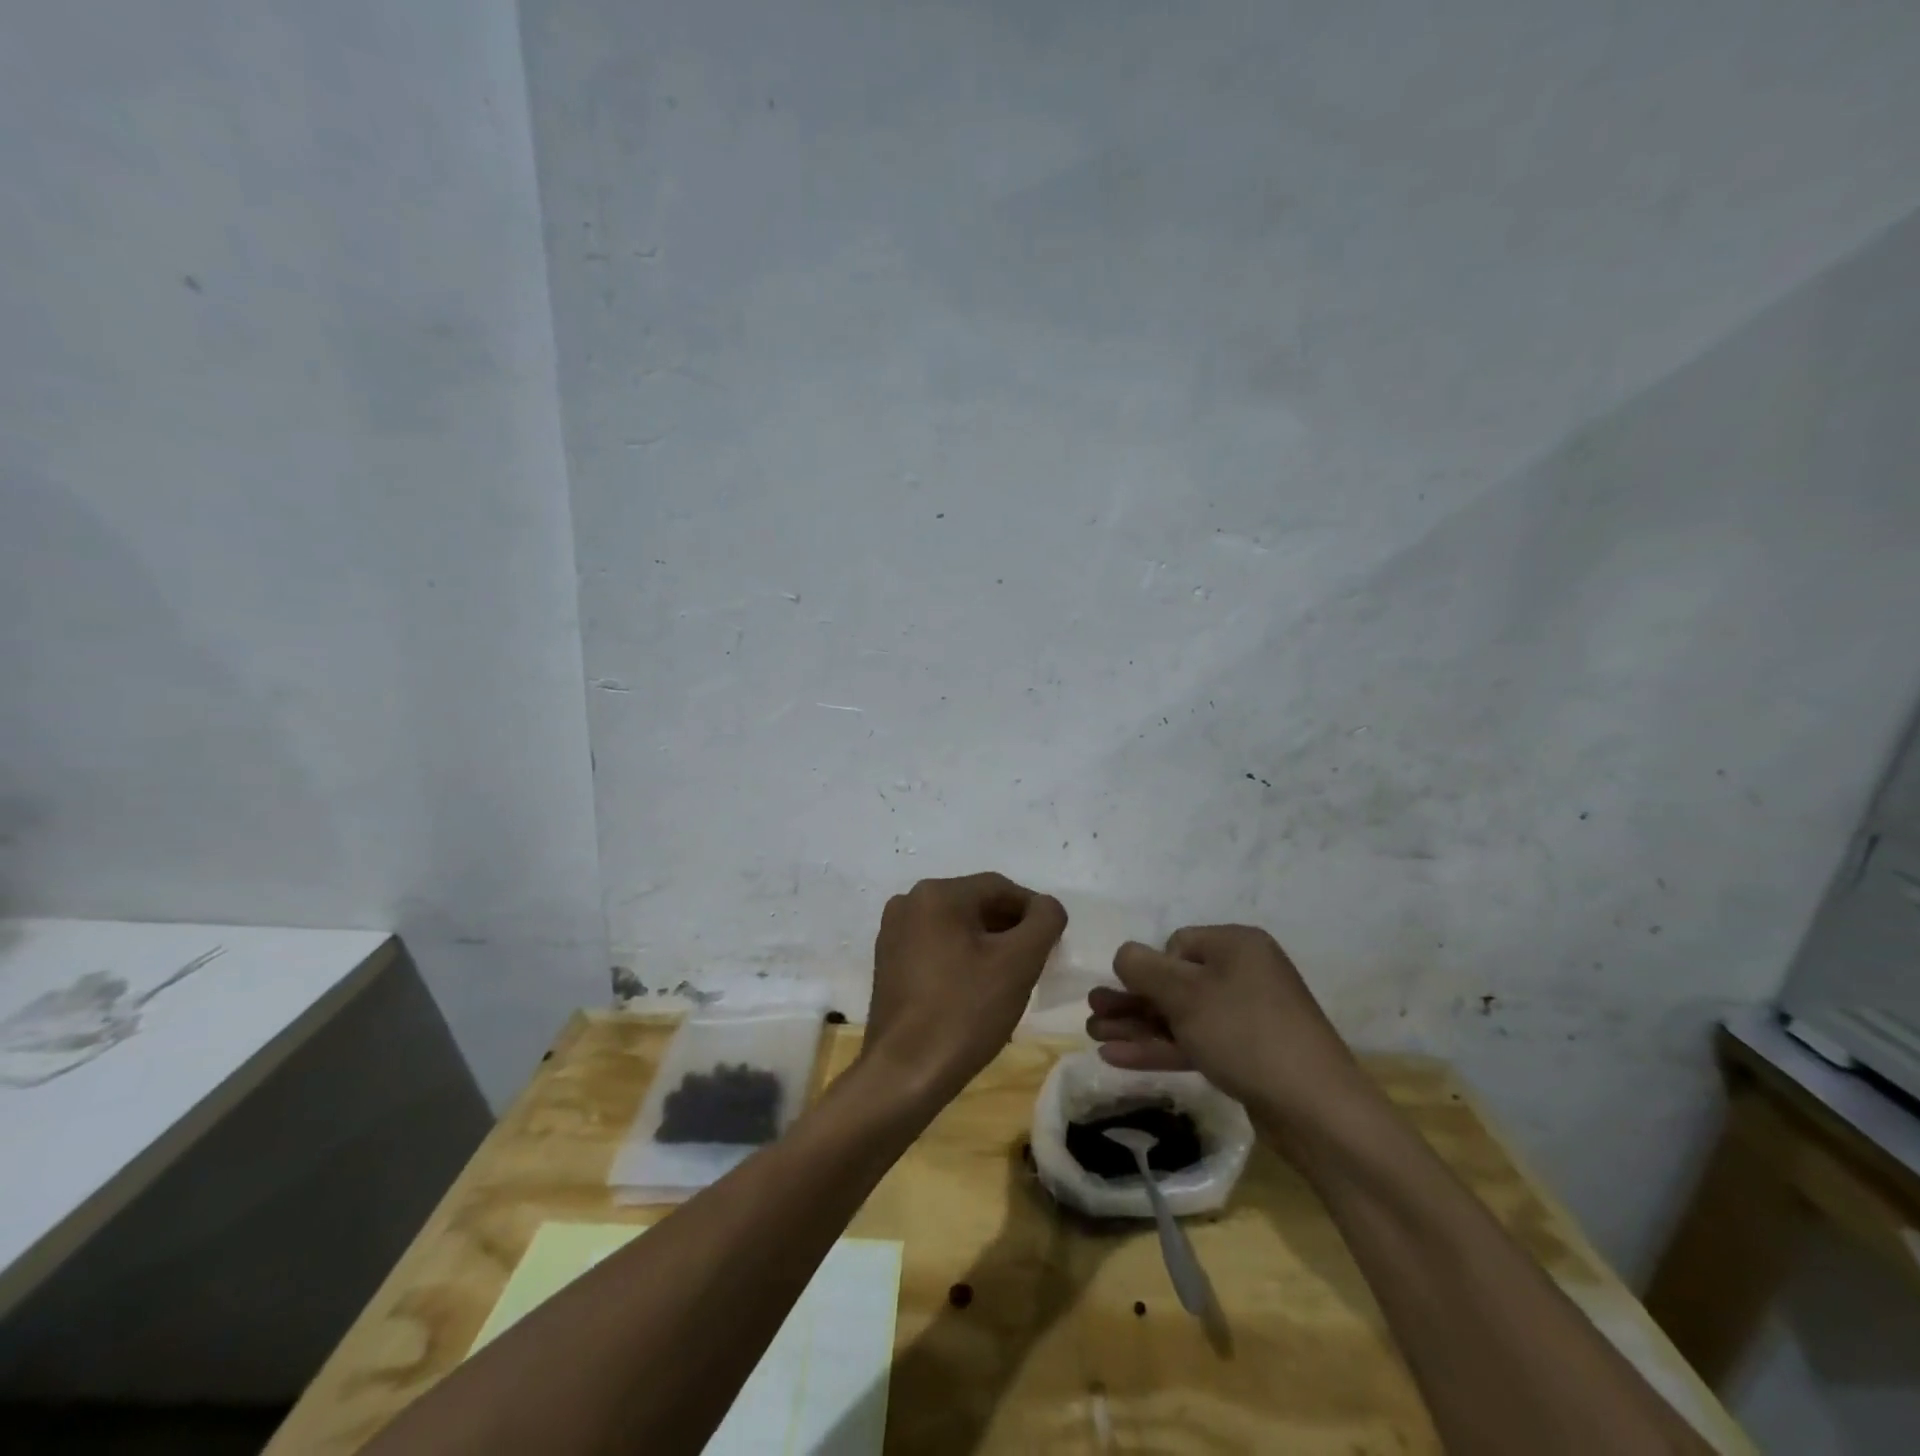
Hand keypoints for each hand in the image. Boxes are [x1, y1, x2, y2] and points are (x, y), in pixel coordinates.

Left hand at [865, 873, 1067, 1102]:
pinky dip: (961, 959)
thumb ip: (1044, 922)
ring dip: (987, 946)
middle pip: (976, 905)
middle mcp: (909, 902)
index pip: (1000, 888)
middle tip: (1034, 965)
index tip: (1052, 945)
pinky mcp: (888, 962)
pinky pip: (936, 946)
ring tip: (1008, 982)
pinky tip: (976, 992)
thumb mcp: (1019, 963)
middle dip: (1010, 930)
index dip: (1033, 912)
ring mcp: (893, 932)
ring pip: (957, 927)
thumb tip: (1047, 907)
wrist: (904, 1073)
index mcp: (937, 893)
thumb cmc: (965, 1012)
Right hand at [1086, 924, 1370, 1131]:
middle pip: (1174, 981)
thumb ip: (1143, 968)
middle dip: (1131, 1001)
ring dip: (1137, 1026)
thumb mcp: (1185, 994)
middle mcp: (1244, 973)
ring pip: (1180, 1015)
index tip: (1130, 994)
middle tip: (1093, 1015)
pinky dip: (1160, 1048)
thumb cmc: (1245, 1034)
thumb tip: (1124, 955)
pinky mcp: (1247, 1055)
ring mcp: (1247, 1017)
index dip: (1149, 968)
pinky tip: (1118, 1058)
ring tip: (1093, 1037)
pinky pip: (1195, 1042)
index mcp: (1236, 945)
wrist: (1316, 1110)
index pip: (1177, 944)